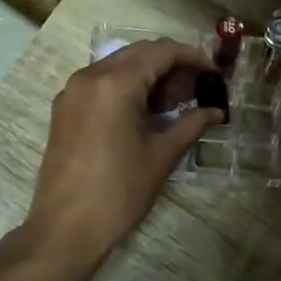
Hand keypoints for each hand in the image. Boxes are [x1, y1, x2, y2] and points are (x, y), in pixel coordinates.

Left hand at [26, 39, 217, 261]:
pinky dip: (127, 88)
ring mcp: (72, 92)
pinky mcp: (64, 109)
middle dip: (171, 65)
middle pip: (138, 54)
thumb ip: (191, 125)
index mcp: (115, 84)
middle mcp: (89, 77)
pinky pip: (101, 83)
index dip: (192, 56)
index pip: (161, 51)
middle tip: (198, 88)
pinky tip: (145, 113)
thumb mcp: (161, 157)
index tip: (214, 71)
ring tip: (176, 103)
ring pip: (118, 66)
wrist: (65, 228)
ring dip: (149, 76)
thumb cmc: (119, 192)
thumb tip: (216, 112)